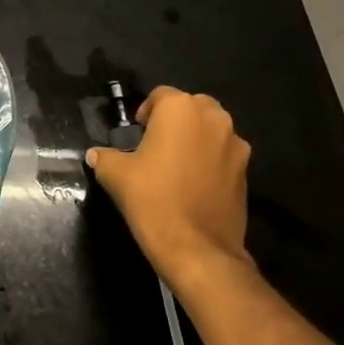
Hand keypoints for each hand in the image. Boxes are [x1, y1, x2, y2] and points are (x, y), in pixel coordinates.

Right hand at [86, 87, 251, 288]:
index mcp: (180, 109)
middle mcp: (213, 119)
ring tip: (176, 167)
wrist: (197, 249)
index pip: (160, 95)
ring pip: (211, 131)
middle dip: (175, 121)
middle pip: (191, 108)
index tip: (136, 135)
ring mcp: (235, 146)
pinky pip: (223, 156)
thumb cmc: (152, 198)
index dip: (145, 113)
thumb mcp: (115, 174)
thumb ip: (105, 157)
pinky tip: (193, 186)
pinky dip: (210, 162)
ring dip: (196, 140)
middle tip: (156, 146)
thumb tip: (96, 155)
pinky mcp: (247, 174)